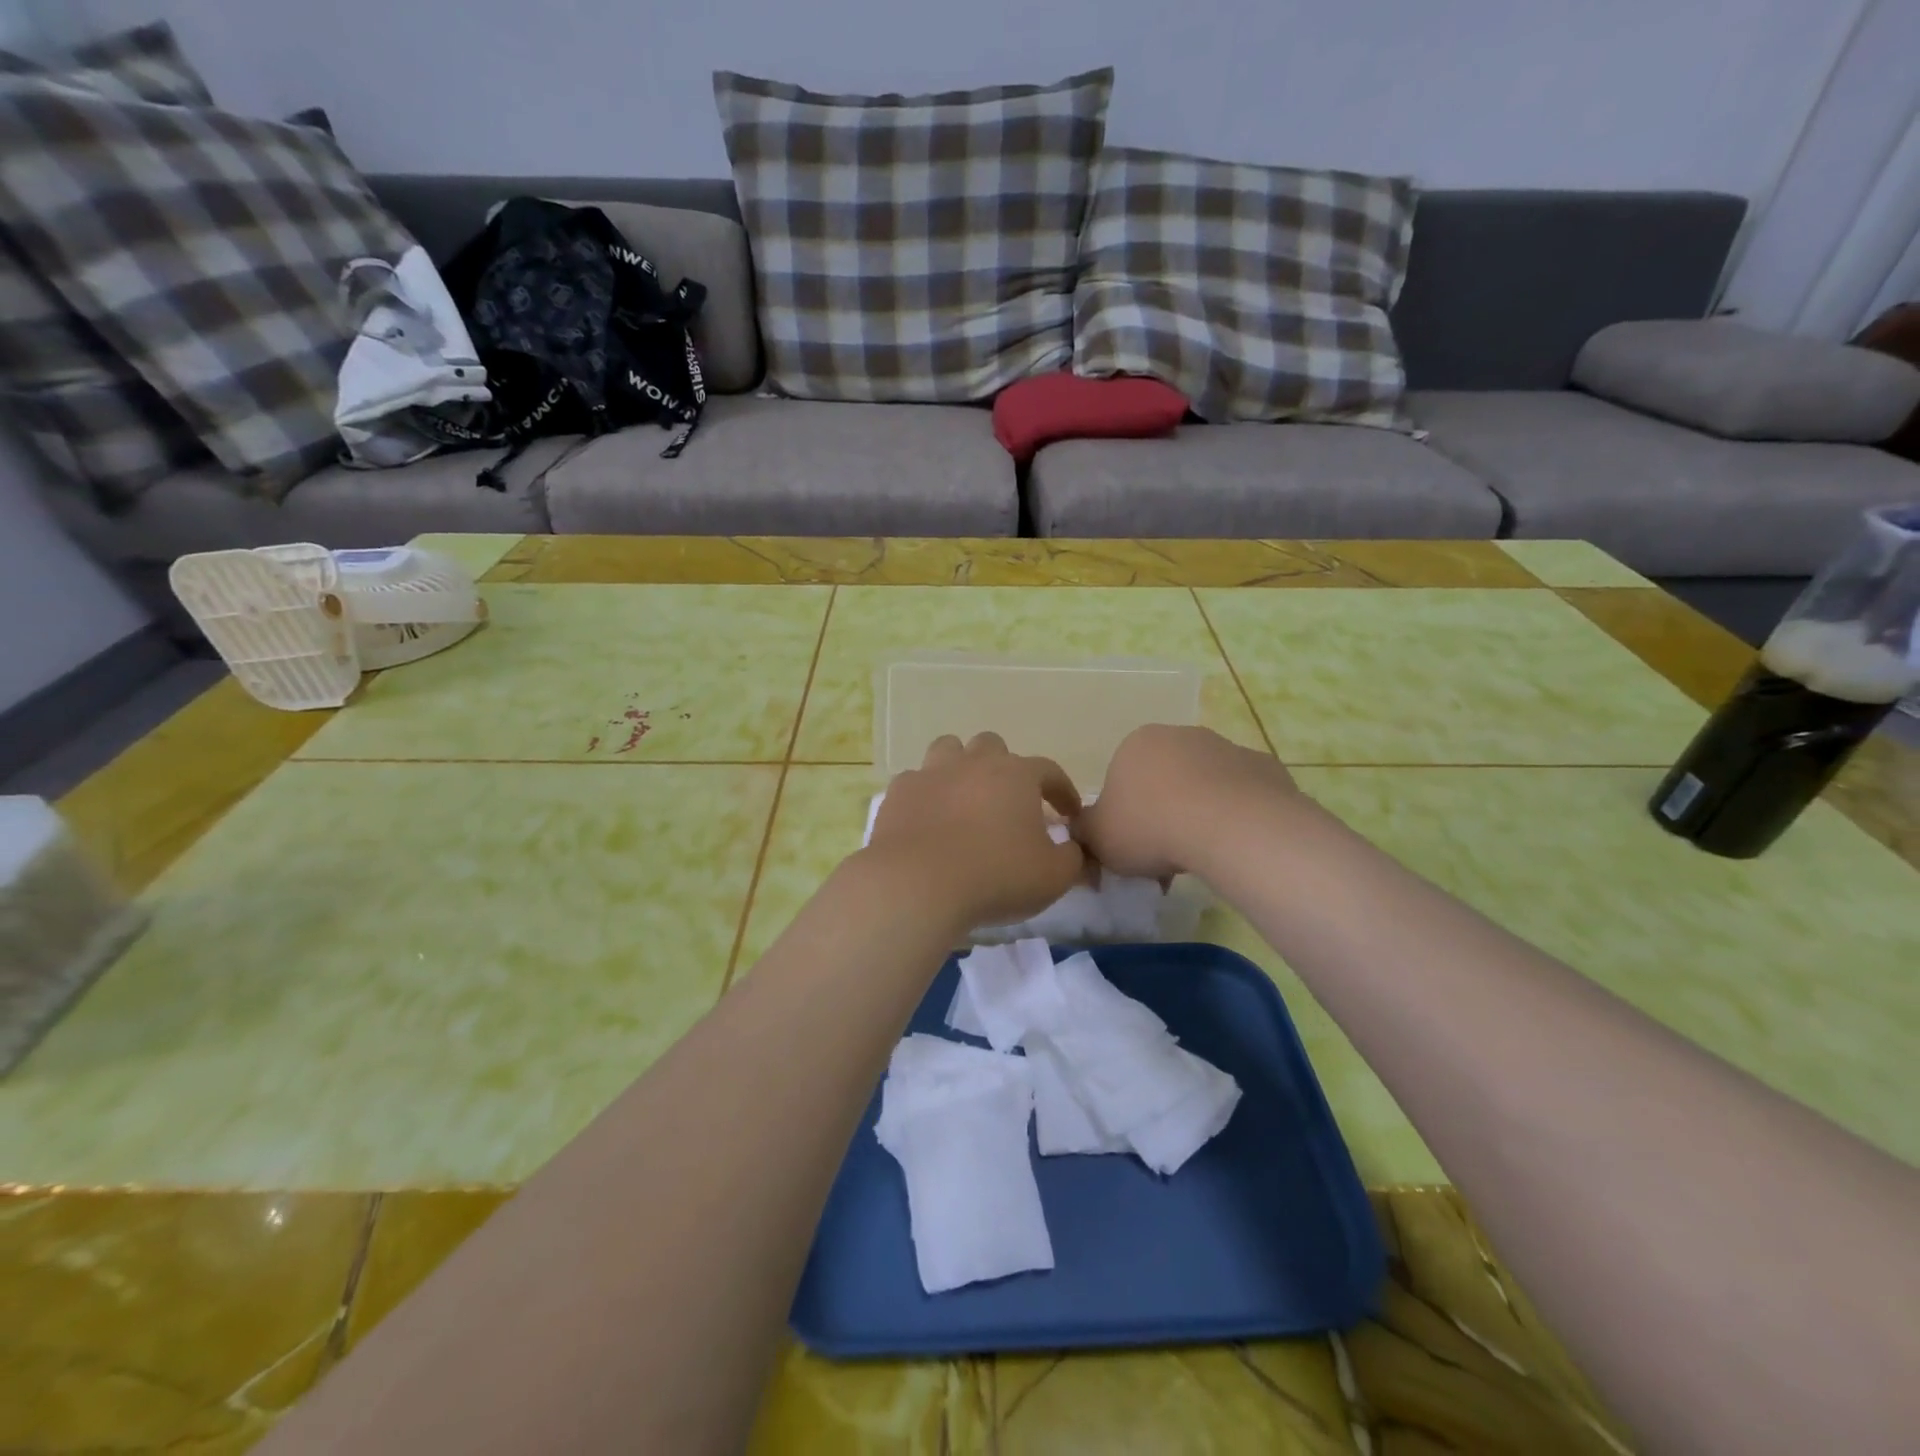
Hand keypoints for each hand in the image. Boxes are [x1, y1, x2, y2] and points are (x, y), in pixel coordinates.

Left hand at [865, 733, 1086, 929]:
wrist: (917, 884)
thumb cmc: (995, 876)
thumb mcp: (1053, 876)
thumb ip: (1073, 858)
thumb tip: (1074, 848)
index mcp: (1016, 775)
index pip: (1049, 771)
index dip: (1062, 791)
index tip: (1069, 815)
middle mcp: (973, 762)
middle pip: (993, 746)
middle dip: (1004, 767)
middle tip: (1009, 801)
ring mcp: (931, 773)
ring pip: (949, 749)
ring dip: (961, 766)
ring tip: (965, 797)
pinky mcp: (899, 793)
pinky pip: (915, 781)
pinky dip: (926, 794)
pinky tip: (929, 818)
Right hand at [1078, 725, 1299, 879]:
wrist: (1229, 827)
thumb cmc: (1150, 826)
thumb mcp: (1098, 838)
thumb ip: (1085, 831)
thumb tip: (1083, 831)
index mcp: (1136, 743)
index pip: (1123, 778)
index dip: (1125, 815)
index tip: (1132, 846)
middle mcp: (1181, 735)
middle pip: (1165, 778)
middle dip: (1164, 811)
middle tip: (1164, 855)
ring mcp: (1227, 748)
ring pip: (1206, 786)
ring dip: (1200, 813)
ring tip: (1202, 856)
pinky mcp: (1265, 768)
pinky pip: (1242, 797)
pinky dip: (1236, 817)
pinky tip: (1234, 844)